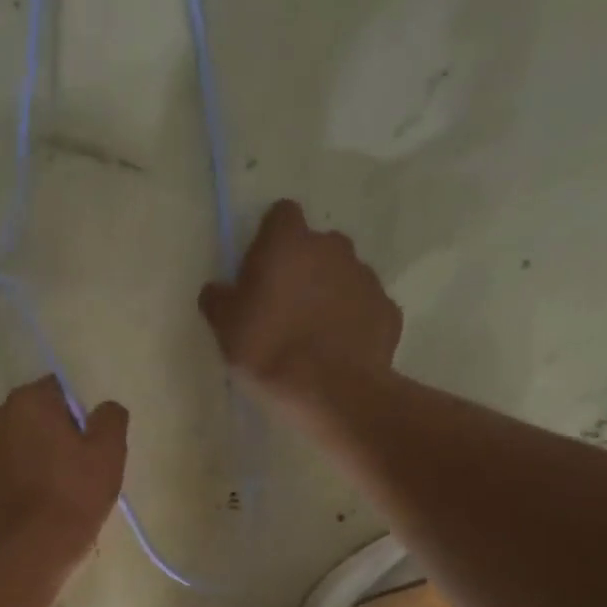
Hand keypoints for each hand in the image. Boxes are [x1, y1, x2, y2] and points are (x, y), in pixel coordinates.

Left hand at [0, 377, 128, 561]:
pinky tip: (17, 508)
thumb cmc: (74, 497)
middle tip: (63, 470)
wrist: (31, 552)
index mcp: (28, 403)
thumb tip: (103, 408)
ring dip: (17, 457)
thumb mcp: (110, 455)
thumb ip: (110, 418)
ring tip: (38, 492)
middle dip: (41, 434)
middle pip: (24, 417)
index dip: (72, 417)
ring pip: (1, 445)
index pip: (55, 392)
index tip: (82, 446)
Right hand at [199, 199, 401, 413]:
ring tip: (313, 334)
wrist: (330, 391)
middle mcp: (333, 248)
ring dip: (329, 294)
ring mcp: (366, 277)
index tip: (260, 268)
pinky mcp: (388, 310)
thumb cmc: (268, 350)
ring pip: (344, 276)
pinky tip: (339, 350)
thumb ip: (219, 300)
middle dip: (303, 268)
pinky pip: (365, 308)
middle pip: (316, 246)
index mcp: (289, 243)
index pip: (281, 215)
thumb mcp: (224, 328)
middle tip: (285, 306)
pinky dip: (353, 322)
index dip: (270, 239)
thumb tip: (217, 289)